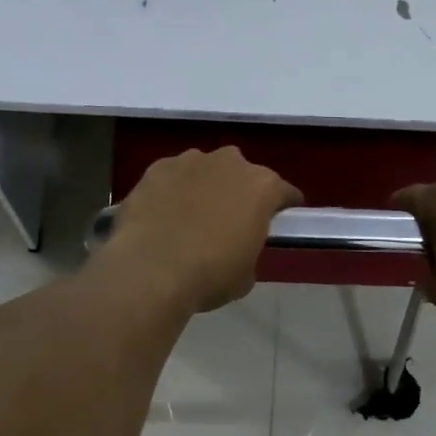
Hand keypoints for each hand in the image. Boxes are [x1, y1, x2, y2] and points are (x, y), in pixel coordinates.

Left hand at [98, 148, 301, 313]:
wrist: (151, 269)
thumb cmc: (210, 275)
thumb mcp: (246, 274)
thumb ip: (249, 250)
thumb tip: (237, 247)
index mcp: (262, 187)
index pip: (284, 192)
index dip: (282, 207)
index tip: (279, 220)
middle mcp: (230, 163)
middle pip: (242, 174)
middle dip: (239, 193)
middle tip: (229, 221)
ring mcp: (191, 160)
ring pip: (205, 170)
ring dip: (204, 187)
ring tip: (190, 218)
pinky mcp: (157, 168)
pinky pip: (172, 177)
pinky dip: (172, 191)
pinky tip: (162, 215)